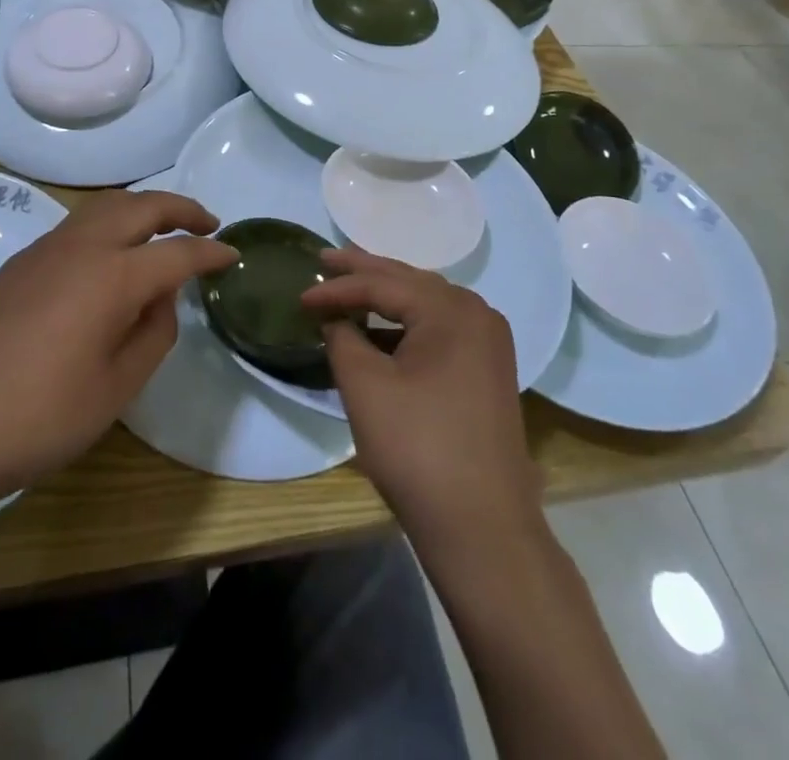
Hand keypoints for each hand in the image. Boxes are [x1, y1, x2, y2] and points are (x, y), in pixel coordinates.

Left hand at [0, 190, 235, 511]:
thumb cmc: (41, 417)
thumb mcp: (117, 387)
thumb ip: (154, 334)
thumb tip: (160, 298)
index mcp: (112, 276)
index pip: (176, 252)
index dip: (210, 252)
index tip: (233, 255)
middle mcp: (81, 246)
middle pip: (142, 206)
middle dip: (181, 208)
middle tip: (207, 225)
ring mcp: (45, 249)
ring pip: (106, 205)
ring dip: (143, 208)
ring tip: (164, 230)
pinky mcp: (20, 263)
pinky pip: (78, 224)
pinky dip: (110, 223)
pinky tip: (111, 256)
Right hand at [300, 250, 540, 547]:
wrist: (482, 528)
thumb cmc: (418, 449)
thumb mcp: (365, 387)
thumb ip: (343, 338)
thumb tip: (334, 319)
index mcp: (451, 309)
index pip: (382, 284)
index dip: (337, 288)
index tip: (300, 297)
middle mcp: (476, 313)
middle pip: (409, 282)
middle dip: (364, 273)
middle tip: (324, 260)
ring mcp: (488, 342)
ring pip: (425, 304)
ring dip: (385, 296)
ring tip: (348, 287)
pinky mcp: (487, 370)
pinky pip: (439, 329)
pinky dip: (406, 325)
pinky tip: (380, 331)